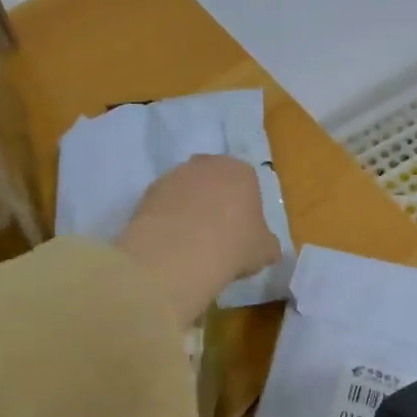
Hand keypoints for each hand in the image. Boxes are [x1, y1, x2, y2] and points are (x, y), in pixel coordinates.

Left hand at [115, 155, 281, 324]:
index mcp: (241, 171)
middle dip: (215, 202)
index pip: (247, 184)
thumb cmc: (234, 245)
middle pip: (214, 181)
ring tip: (190, 242)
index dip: (245, 209)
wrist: (180, 252)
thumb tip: (267, 246)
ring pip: (186, 190)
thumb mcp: (264, 251)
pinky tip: (171, 243)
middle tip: (216, 235)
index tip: (241, 233)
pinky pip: (164, 204)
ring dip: (189, 208)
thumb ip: (268, 244)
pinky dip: (168, 219)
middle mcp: (207, 164)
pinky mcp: (148, 191)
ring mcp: (174, 174)